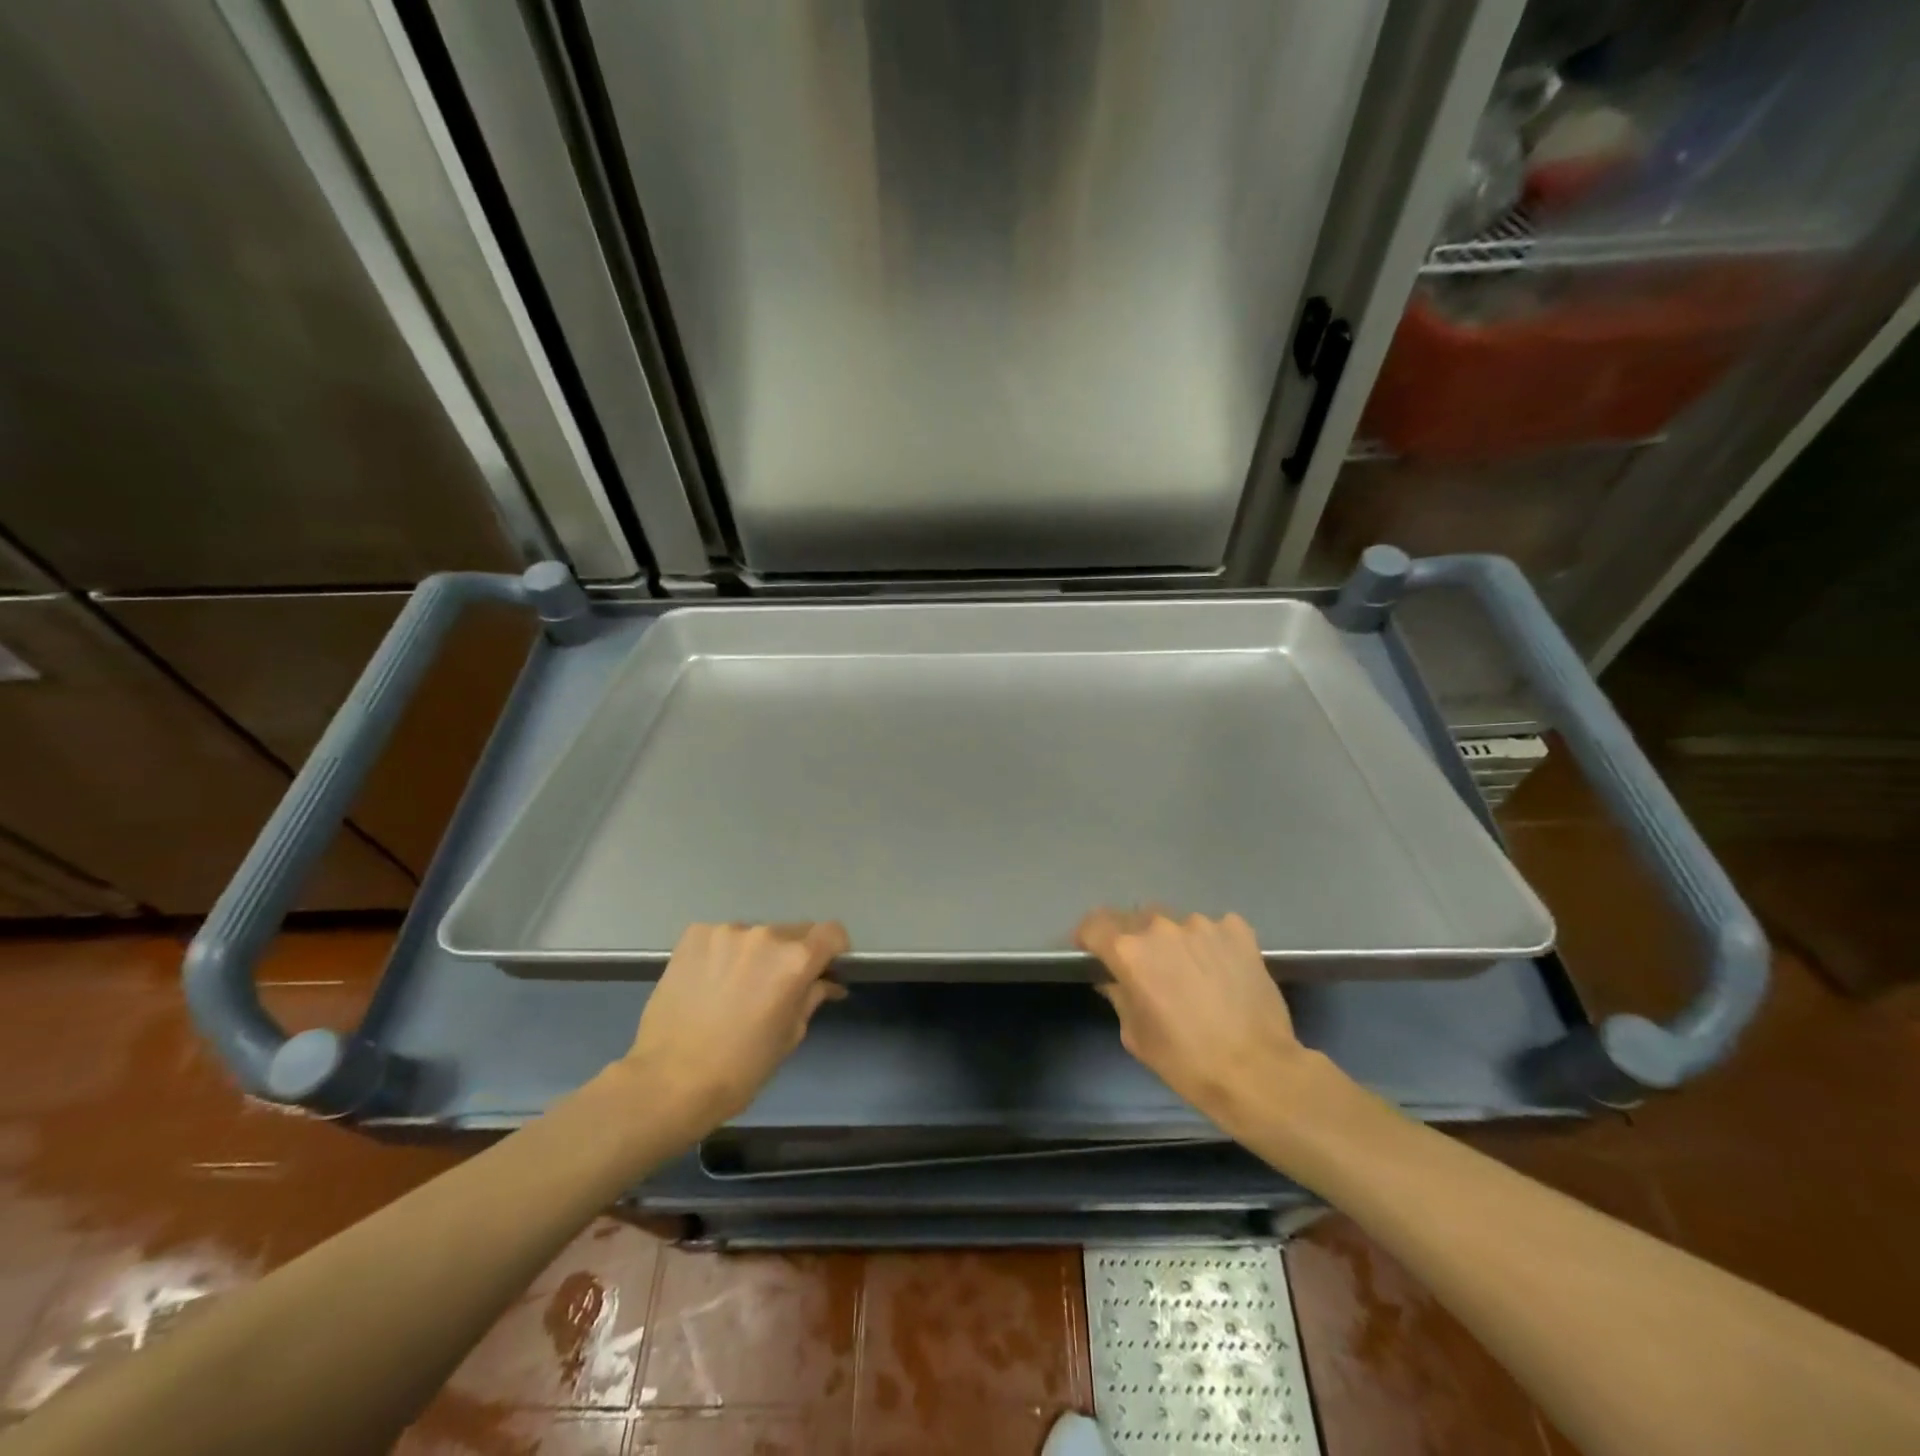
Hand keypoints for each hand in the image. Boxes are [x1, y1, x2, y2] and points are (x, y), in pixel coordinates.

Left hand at [619, 922, 848, 1138]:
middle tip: (776, 986)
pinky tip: (710, 981)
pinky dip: (724, 953)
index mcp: (795, 960)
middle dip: (792, 954)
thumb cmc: (740, 1068)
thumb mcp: (789, 1036)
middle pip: (794, 932)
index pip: (832, 932)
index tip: (824, 969)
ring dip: (755, 954)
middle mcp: (765, 935)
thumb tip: (827, 983)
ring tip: (735, 987)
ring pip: (756, 935)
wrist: (668, 1081)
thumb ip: (811, 998)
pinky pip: (722, 937)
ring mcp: (726, 932)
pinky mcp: (694, 935)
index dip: (834, 950)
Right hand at [1077, 910, 1319, 1137]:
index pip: (1093, 925)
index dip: (1088, 938)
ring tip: (1191, 972)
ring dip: (1174, 942)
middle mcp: (1161, 928)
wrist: (1258, 1071)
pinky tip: (1222, 970)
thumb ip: (1119, 996)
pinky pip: (1214, 928)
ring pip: (1176, 924)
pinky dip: (1211, 943)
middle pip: (1135, 919)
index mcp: (1129, 952)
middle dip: (1134, 940)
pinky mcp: (1237, 931)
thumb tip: (1114, 979)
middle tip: (1147, 969)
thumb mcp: (1136, 1036)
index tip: (1092, 953)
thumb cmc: (1186, 1061)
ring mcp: (1202, 925)